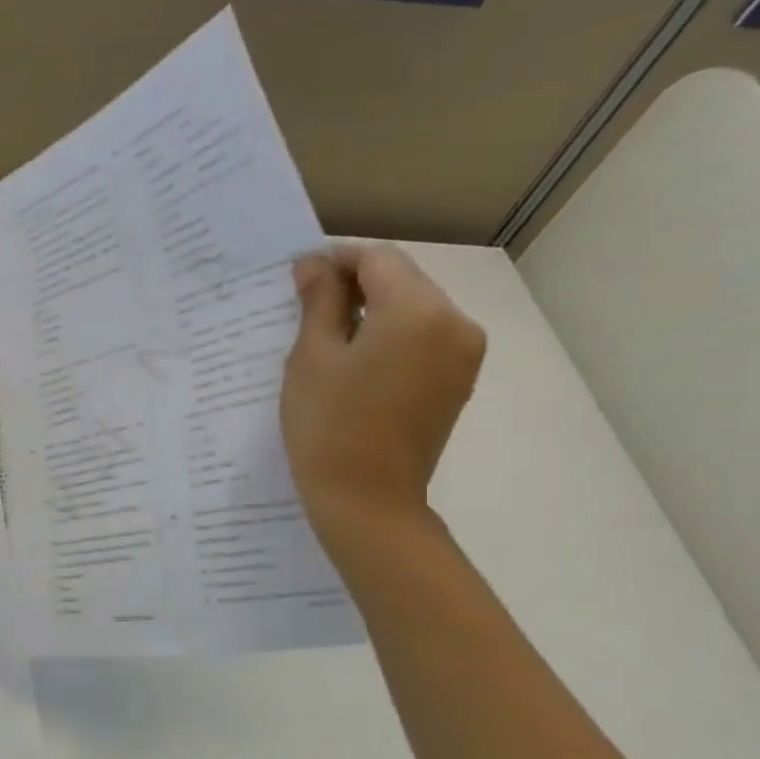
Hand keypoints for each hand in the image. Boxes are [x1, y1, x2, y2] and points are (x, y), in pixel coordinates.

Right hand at [281, 243, 485, 542]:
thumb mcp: (312, 358)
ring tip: (324, 339)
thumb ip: (319, 302)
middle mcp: (455, 322)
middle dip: (353, 285)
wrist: (367, 499)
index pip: (377, 259)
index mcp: (419, 310)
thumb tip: (316, 263)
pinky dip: (387, 338)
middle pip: (401, 281)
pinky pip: (421, 340)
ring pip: (412, 310)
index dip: (335, 260)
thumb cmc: (329, 425)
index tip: (296, 277)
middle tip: (302, 307)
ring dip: (370, 312)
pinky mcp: (457, 381)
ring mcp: (463, 354)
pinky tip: (352, 364)